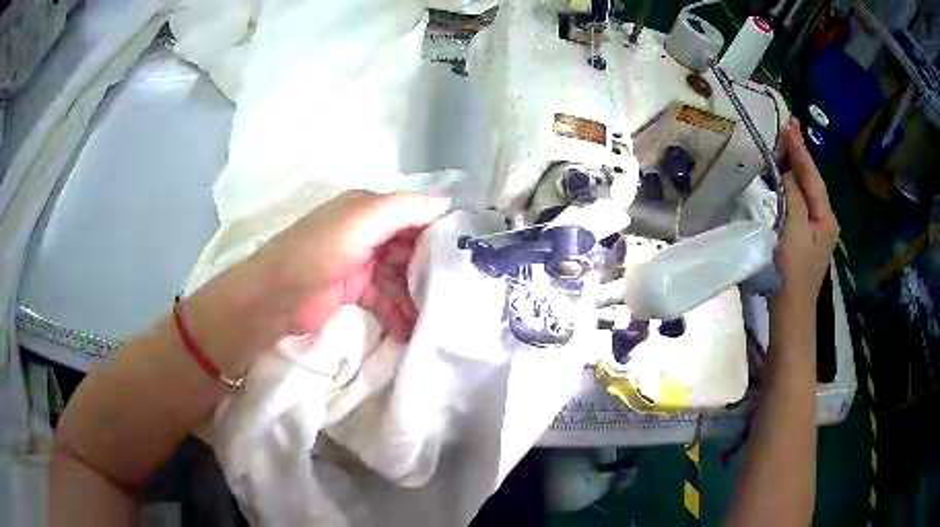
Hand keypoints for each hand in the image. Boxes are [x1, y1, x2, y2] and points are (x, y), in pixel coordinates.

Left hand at [187, 190, 449, 358]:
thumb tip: (445, 202)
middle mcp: (368, 232)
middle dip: (433, 266)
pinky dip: (400, 312)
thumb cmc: (319, 252)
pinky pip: (387, 299)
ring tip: (443, 315)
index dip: (441, 229)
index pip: (415, 213)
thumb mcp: (361, 221)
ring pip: (401, 275)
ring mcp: (362, 263)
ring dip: (419, 294)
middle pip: (411, 246)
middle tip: (462, 289)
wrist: (275, 297)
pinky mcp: (356, 291)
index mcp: (369, 209)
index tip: (470, 250)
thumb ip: (403, 209)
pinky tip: (415, 329)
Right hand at [772, 119, 839, 315]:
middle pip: (812, 181)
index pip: (812, 176)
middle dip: (801, 154)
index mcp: (825, 217)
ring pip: (807, 190)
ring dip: (797, 166)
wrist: (791, 313)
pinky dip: (794, 184)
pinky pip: (801, 202)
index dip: (800, 150)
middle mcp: (825, 220)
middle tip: (789, 127)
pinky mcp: (806, 237)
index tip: (789, 124)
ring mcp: (816, 229)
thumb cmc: (792, 274)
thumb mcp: (793, 232)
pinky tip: (788, 175)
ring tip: (786, 144)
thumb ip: (794, 198)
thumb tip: (791, 172)